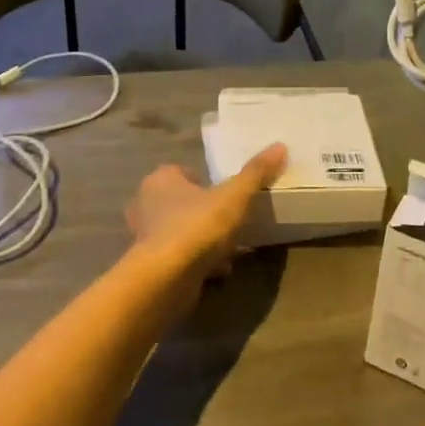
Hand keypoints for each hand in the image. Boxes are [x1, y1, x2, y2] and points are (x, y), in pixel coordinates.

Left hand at [126, 144, 286, 279]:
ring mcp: (144, 237)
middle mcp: (146, 204)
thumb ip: (255, 173)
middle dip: (205, 212)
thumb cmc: (197, 226)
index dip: (205, 181)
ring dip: (203, 240)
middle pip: (182, 202)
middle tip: (230, 220)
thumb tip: (280, 146)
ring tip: (230, 249)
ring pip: (181, 231)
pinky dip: (197, 262)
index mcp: (161, 179)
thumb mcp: (234, 196)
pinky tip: (219, 271)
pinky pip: (179, 257)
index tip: (227, 194)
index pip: (183, 172)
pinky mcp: (149, 266)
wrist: (165, 279)